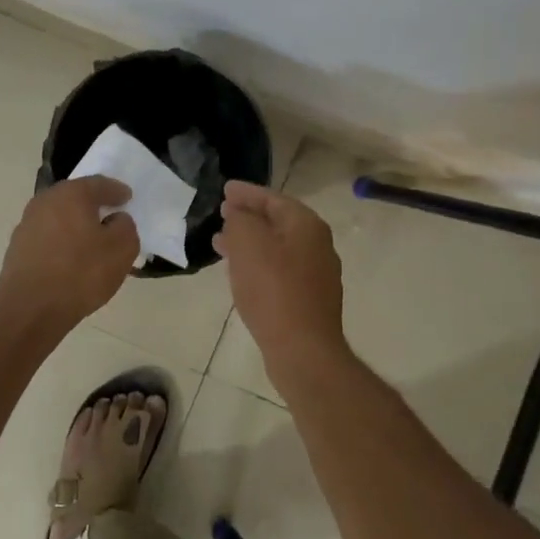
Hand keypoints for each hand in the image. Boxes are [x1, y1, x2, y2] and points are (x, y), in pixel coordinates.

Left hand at [0, 177, 138, 337]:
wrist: (30, 310)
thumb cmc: (81, 273)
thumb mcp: (121, 249)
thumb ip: (125, 226)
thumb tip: (115, 220)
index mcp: (71, 194)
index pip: (99, 184)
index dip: (117, 191)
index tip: (128, 198)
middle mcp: (45, 201)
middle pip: (75, 197)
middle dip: (94, 205)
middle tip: (110, 215)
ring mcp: (26, 225)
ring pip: (59, 217)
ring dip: (75, 224)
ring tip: (91, 241)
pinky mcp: (17, 248)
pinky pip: (48, 237)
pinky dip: (62, 242)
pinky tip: (71, 259)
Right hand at [214, 180, 347, 373]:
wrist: (302, 349)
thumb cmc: (273, 290)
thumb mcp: (248, 244)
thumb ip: (240, 220)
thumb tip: (239, 215)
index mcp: (306, 225)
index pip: (273, 198)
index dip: (246, 193)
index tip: (224, 189)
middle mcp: (318, 245)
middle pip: (278, 222)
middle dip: (248, 217)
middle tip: (222, 215)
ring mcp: (317, 274)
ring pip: (277, 248)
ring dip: (250, 243)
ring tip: (221, 245)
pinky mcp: (310, 299)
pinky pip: (280, 270)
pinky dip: (259, 264)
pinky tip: (241, 274)